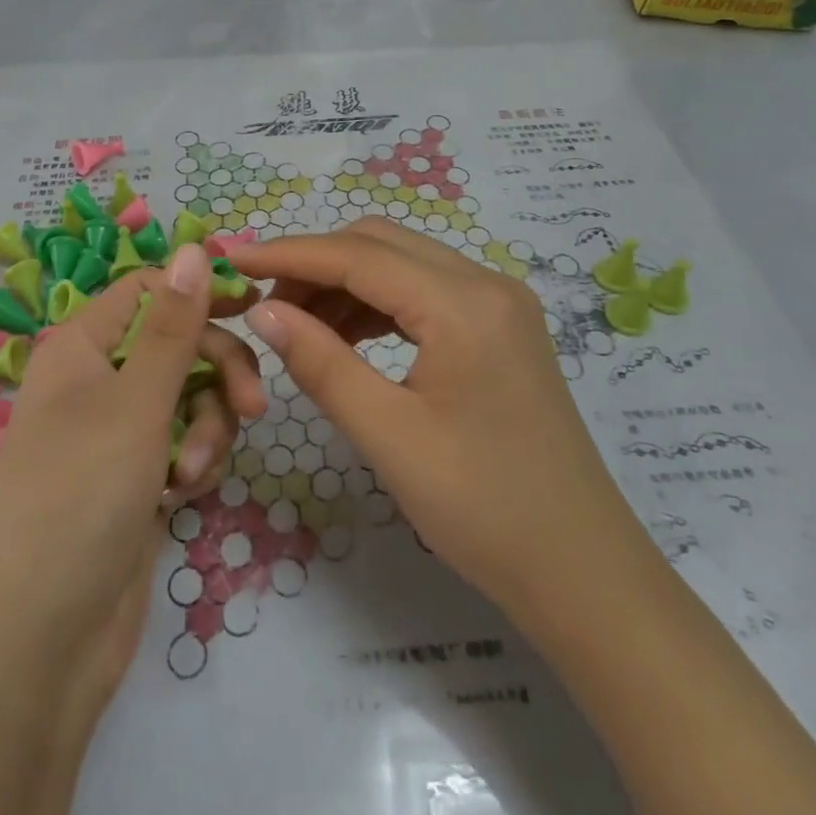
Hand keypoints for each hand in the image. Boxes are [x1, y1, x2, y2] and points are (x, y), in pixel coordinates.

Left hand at [0, 244, 266, 729]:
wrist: (38, 644)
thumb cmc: (80, 497)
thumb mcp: (136, 401)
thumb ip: (173, 325)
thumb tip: (190, 246)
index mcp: (83, 346)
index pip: (149, 290)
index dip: (199, 293)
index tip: (254, 308)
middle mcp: (98, 381)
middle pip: (179, 345)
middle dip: (219, 373)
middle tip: (254, 408)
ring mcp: (117, 434)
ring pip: (190, 398)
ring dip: (207, 427)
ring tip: (192, 472)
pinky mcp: (136, 481)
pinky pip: (184, 444)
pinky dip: (193, 462)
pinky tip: (183, 495)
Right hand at [235, 218, 638, 632]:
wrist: (581, 571)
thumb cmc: (483, 509)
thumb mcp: (389, 436)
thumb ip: (321, 363)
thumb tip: (263, 312)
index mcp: (463, 304)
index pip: (358, 255)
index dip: (289, 254)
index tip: (234, 260)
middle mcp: (485, 283)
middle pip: (381, 243)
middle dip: (316, 263)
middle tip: (265, 305)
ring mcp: (499, 302)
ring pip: (402, 263)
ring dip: (346, 282)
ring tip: (298, 325)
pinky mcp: (501, 325)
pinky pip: (425, 290)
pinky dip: (378, 303)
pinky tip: (347, 336)